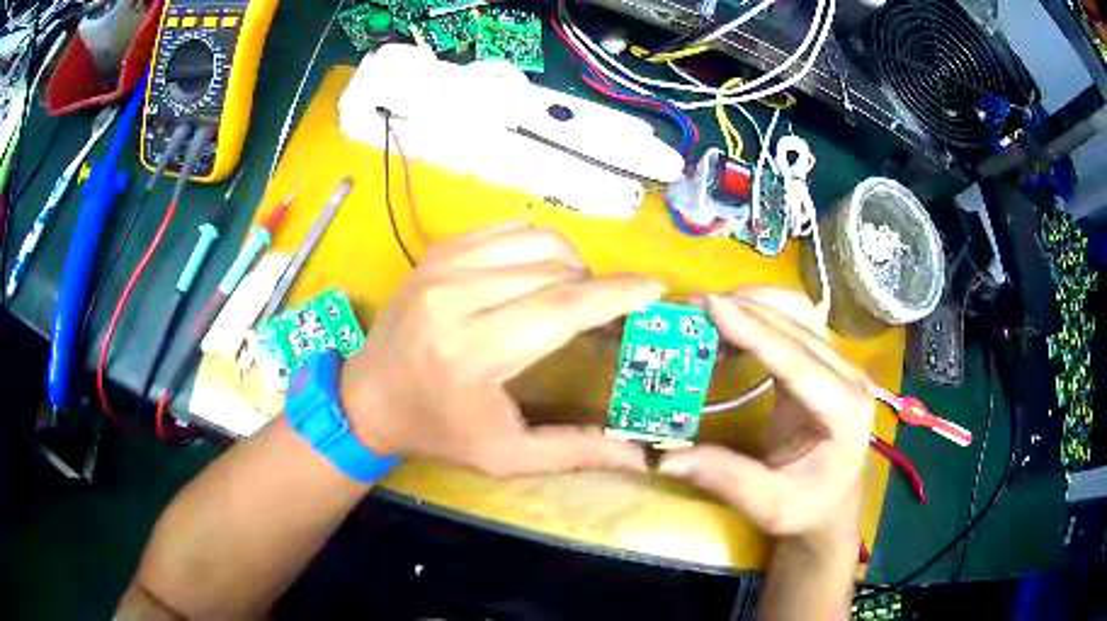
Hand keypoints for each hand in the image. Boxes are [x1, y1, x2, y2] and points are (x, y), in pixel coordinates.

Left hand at [340, 221, 664, 476]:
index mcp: (474, 352)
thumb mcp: (506, 456)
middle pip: (555, 270)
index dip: (616, 294)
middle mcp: (456, 296)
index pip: (562, 307)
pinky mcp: (438, 251)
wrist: (367, 398)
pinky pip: (507, 230)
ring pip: (536, 240)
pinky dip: (537, 246)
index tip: (654, 288)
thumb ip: (575, 452)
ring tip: (574, 294)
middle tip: (607, 313)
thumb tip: (640, 455)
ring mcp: (443, 266)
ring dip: (570, 263)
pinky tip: (538, 274)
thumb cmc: (438, 431)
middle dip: (596, 286)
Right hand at [659, 288, 872, 549]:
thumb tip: (665, 458)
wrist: (833, 509)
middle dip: (747, 307)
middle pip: (798, 323)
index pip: (796, 360)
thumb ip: (725, 479)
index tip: (711, 305)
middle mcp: (848, 378)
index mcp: (844, 411)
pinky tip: (732, 325)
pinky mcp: (824, 364)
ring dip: (755, 303)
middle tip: (695, 308)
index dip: (753, 330)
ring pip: (799, 313)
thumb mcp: (770, 506)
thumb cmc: (808, 510)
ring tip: (711, 312)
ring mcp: (840, 365)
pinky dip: (762, 315)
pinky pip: (795, 323)